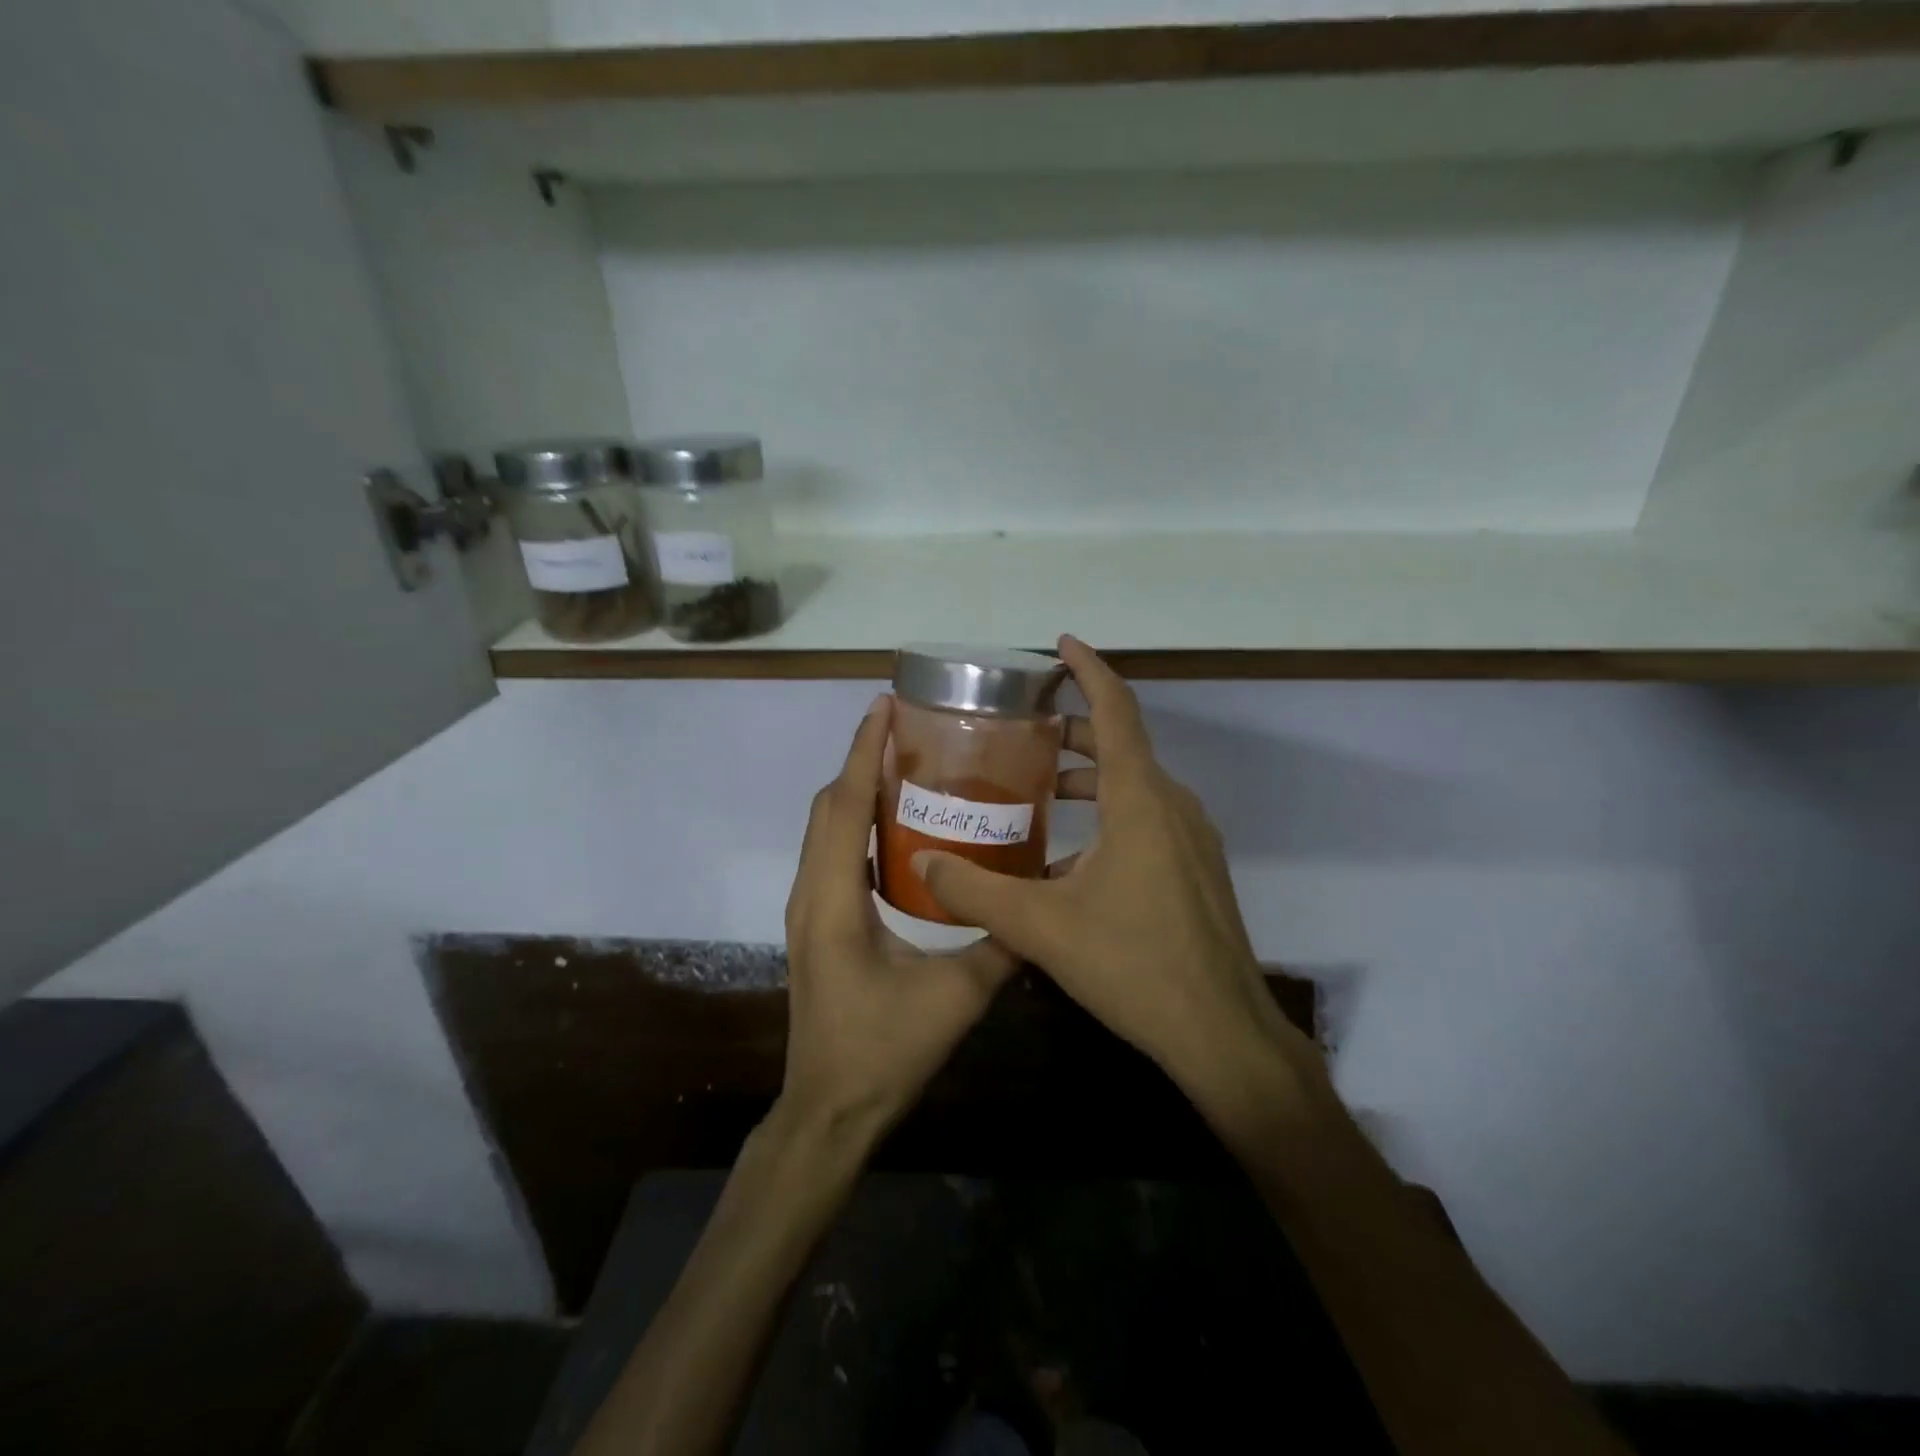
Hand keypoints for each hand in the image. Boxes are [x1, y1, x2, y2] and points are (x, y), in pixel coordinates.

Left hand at [778, 694, 1018, 1137]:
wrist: (829, 1110)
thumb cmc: (883, 1053)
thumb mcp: (954, 999)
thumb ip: (1001, 947)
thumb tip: (1042, 903)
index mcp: (835, 899)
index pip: (843, 805)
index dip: (862, 751)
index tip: (884, 706)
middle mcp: (813, 892)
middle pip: (828, 806)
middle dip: (861, 759)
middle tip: (908, 728)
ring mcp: (810, 909)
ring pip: (826, 828)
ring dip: (856, 789)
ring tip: (906, 764)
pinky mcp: (818, 923)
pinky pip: (833, 853)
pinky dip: (857, 822)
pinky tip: (899, 827)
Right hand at [914, 637, 1318, 1102]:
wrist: (1220, 1031)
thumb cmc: (1133, 965)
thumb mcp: (1041, 927)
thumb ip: (976, 892)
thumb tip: (923, 866)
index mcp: (1140, 800)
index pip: (1116, 709)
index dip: (1088, 670)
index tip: (1061, 646)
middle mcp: (1172, 805)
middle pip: (1123, 744)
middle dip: (1075, 729)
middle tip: (1027, 730)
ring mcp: (1192, 838)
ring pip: (1136, 785)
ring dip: (1091, 777)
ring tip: (1041, 790)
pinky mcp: (1197, 868)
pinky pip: (1149, 818)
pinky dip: (1111, 814)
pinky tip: (1073, 858)